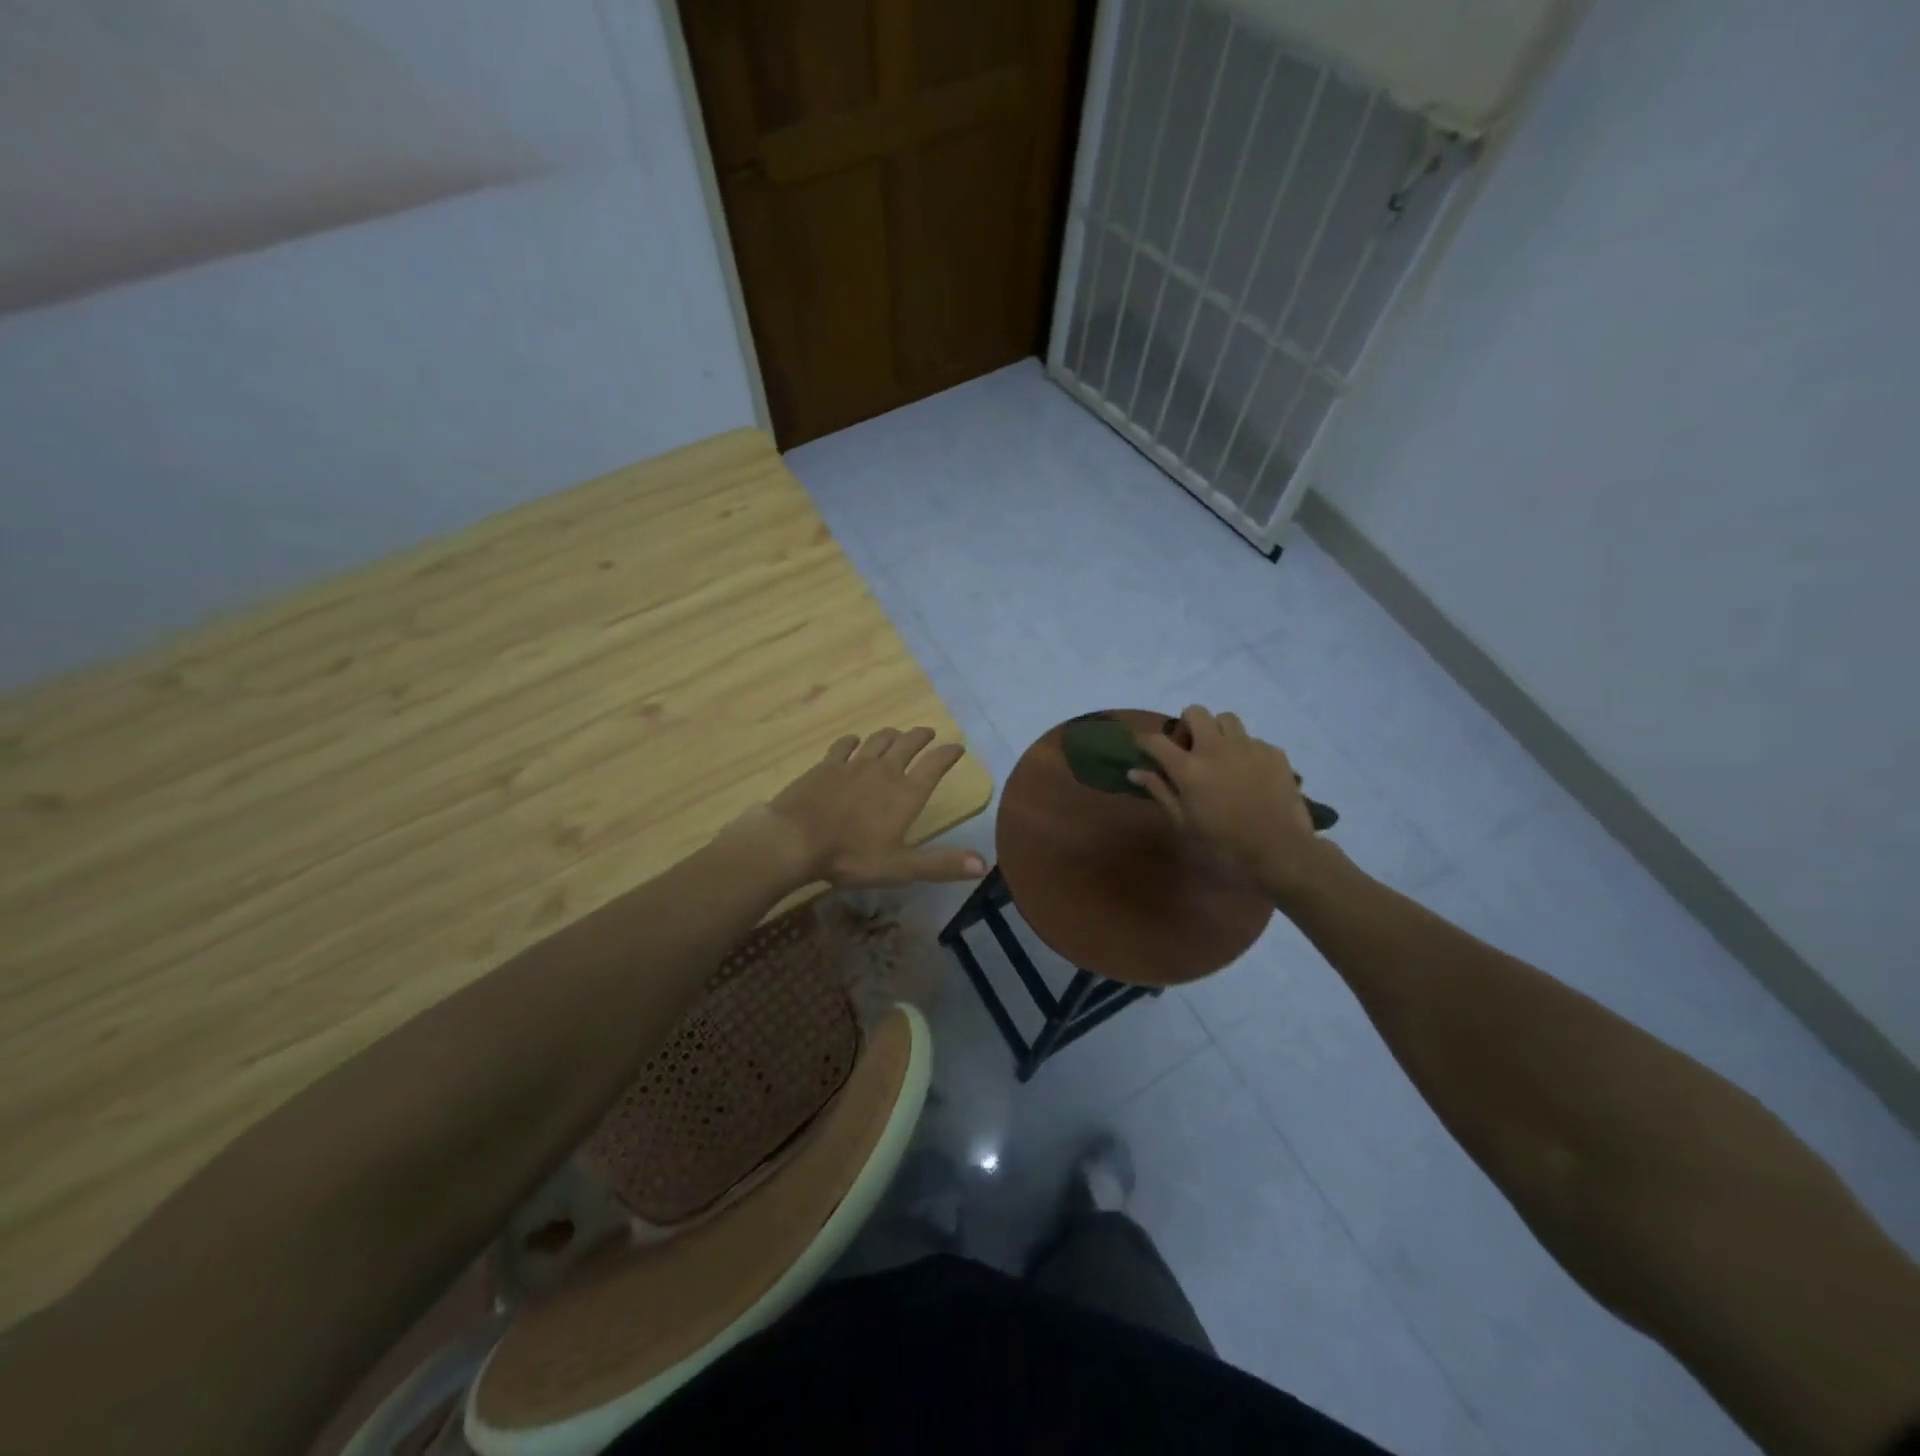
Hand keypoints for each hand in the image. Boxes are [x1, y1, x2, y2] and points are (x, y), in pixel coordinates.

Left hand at [754, 727, 987, 888]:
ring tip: (897, 734)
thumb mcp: (901, 867)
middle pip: (907, 744)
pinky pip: (844, 746)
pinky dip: (853, 742)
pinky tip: (854, 743)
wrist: (795, 839)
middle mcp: (884, 771)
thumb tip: (983, 864)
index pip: (934, 765)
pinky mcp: (826, 766)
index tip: (957, 747)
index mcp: (905, 793)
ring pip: (878, 741)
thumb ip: (942, 864)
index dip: (948, 754)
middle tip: (928, 732)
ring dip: (891, 735)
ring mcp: (853, 765)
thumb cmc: (851, 857)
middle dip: (920, 737)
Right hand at [1131, 705, 1322, 893]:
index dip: (1144, 740)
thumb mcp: (1184, 822)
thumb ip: (1160, 791)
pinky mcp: (1273, 752)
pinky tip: (1249, 774)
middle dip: (1187, 725)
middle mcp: (1216, 748)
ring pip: (1226, 719)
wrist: (1280, 850)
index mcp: (1189, 768)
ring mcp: (1248, 746)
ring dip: (1218, 731)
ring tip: (1221, 755)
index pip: (1156, 740)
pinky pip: (1253, 739)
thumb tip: (1135, 772)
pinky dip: (1245, 751)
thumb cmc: (1224, 843)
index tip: (1144, 747)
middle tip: (1190, 749)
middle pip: (1195, 712)